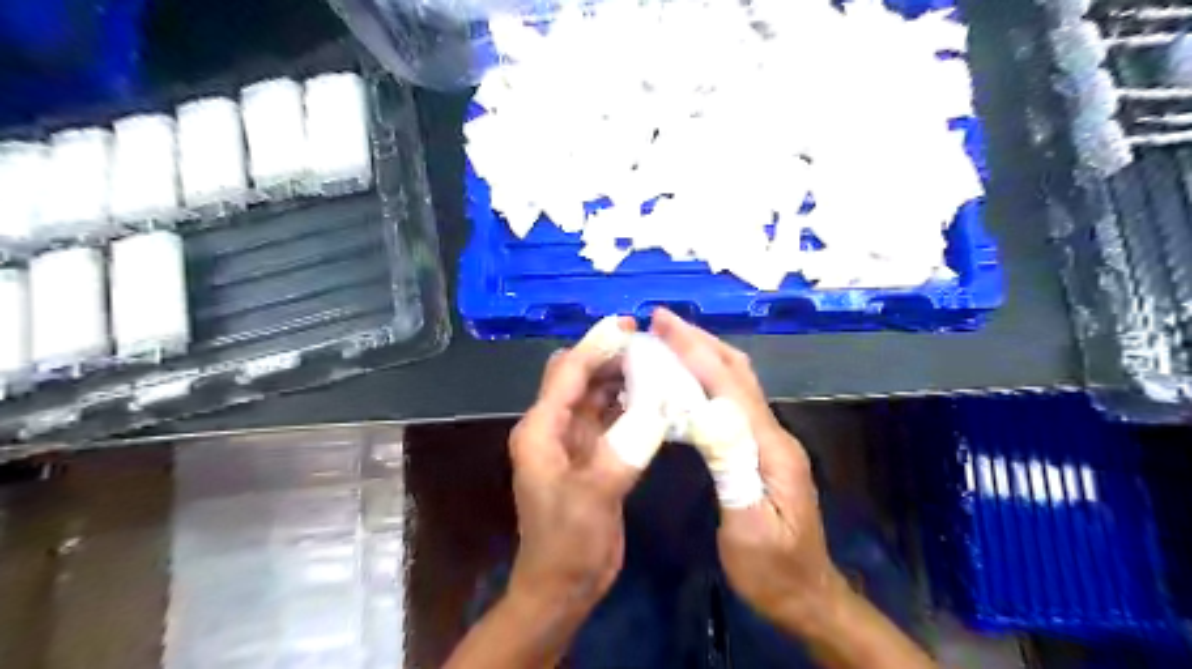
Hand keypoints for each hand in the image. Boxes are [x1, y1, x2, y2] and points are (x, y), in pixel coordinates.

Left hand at [508, 321, 646, 613]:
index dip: (595, 346)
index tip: (629, 324)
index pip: (568, 373)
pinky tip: (655, 399)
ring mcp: (574, 443)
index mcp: (541, 430)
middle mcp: (554, 428)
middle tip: (651, 345)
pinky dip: (630, 405)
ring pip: (596, 396)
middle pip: (580, 377)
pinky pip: (610, 419)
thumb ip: (622, 451)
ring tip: (658, 365)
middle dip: (610, 357)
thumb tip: (657, 408)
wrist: (562, 588)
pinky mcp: (593, 457)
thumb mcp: (592, 498)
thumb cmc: (566, 544)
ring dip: (622, 379)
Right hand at [651, 311, 846, 630]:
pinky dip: (709, 378)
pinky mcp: (761, 450)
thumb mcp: (749, 531)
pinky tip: (687, 380)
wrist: (808, 595)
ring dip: (705, 354)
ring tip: (671, 339)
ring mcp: (770, 440)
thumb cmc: (773, 571)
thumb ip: (732, 471)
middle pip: (738, 373)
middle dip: (701, 341)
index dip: (696, 352)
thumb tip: (708, 415)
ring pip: (737, 383)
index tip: (664, 325)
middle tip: (662, 320)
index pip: (729, 387)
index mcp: (769, 448)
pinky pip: (733, 401)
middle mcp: (773, 433)